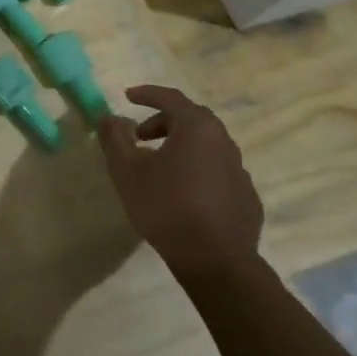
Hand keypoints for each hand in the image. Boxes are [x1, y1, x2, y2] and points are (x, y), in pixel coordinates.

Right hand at [99, 85, 262, 287]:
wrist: (216, 261)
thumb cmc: (166, 207)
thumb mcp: (127, 171)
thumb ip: (115, 138)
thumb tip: (110, 117)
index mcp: (197, 128)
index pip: (170, 98)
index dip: (147, 94)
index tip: (127, 96)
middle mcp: (224, 142)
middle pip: (192, 119)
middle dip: (163, 121)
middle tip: (140, 135)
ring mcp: (240, 171)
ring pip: (206, 146)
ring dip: (181, 147)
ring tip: (158, 167)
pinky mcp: (246, 197)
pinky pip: (217, 172)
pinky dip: (197, 170)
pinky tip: (183, 194)